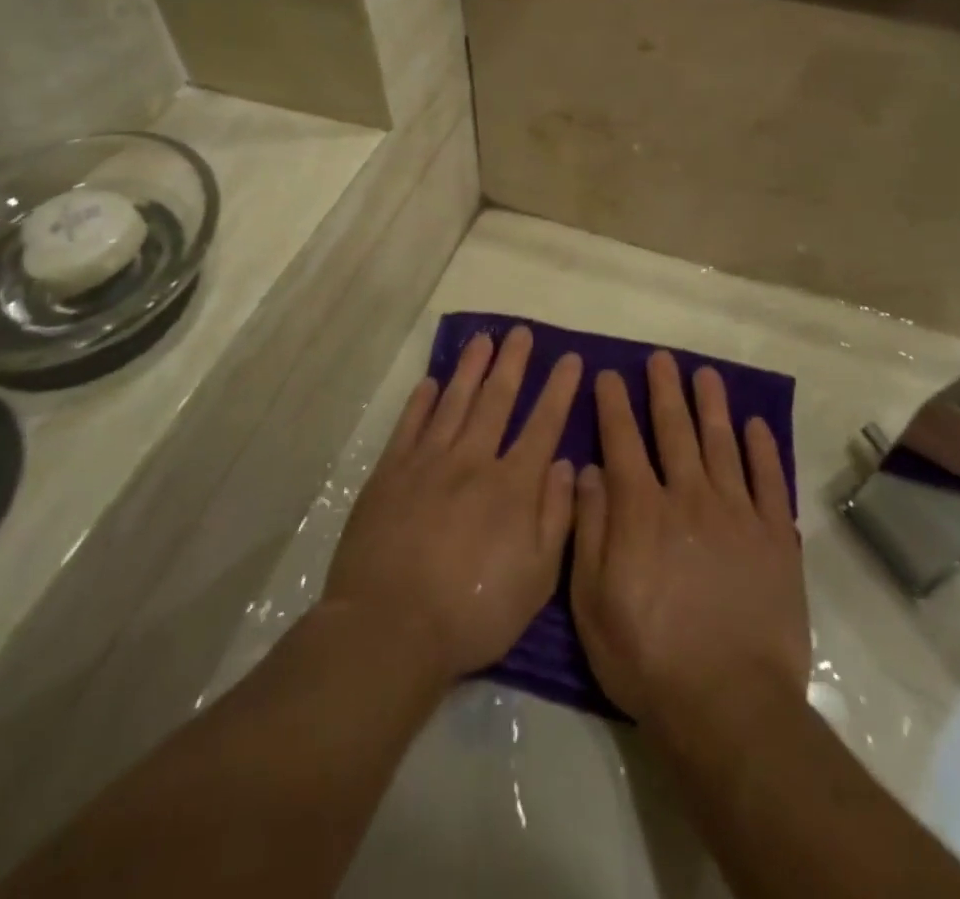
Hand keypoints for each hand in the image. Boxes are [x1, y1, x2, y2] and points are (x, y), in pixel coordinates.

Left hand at [323, 327, 580, 685]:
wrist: (389, 627)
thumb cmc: (472, 612)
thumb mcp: (536, 579)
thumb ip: (556, 517)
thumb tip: (568, 465)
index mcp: (511, 486)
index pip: (543, 426)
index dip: (558, 390)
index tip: (569, 359)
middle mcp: (472, 461)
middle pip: (496, 400)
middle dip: (513, 363)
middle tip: (521, 331)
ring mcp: (427, 463)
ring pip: (454, 402)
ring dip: (470, 369)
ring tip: (482, 340)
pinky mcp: (389, 474)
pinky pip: (409, 426)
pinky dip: (421, 402)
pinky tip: (430, 382)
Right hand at [570, 352, 808, 729]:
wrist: (729, 705)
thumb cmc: (648, 656)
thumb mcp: (592, 601)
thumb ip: (589, 529)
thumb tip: (588, 470)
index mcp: (640, 510)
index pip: (622, 441)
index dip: (613, 404)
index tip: (608, 374)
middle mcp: (687, 496)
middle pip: (674, 430)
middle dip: (664, 390)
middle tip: (661, 358)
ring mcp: (735, 513)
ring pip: (721, 443)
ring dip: (711, 405)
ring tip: (705, 374)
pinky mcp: (774, 537)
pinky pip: (767, 480)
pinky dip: (762, 449)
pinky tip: (755, 425)